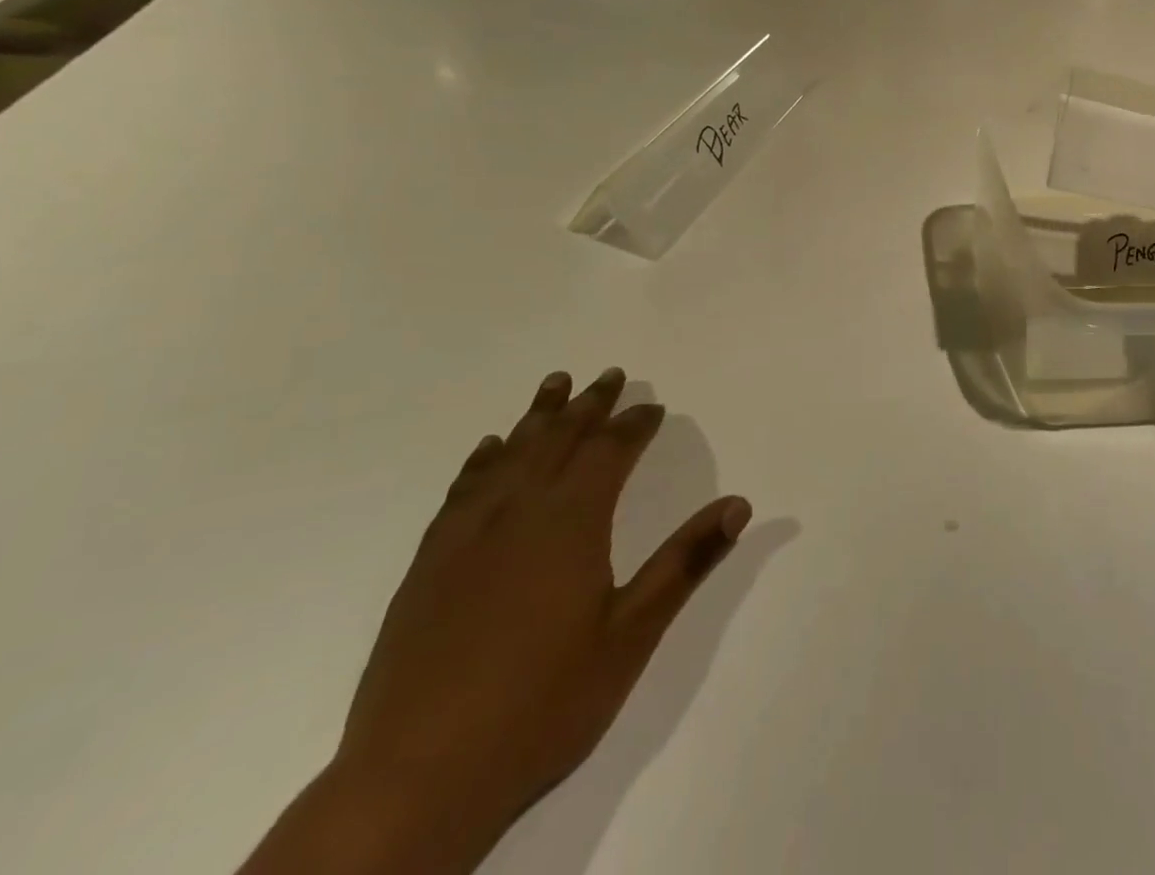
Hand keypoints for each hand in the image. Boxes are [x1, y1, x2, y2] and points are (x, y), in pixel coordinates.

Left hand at [329, 369, 748, 867]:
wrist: (416, 779)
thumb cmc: (542, 704)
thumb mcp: (631, 636)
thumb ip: (685, 562)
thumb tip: (738, 504)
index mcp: (571, 521)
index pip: (610, 450)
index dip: (634, 423)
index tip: (652, 406)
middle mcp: (518, 511)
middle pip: (560, 438)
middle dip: (589, 404)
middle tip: (610, 375)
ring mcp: (467, 535)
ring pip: (511, 453)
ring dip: (538, 415)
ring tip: (556, 383)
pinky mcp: (429, 564)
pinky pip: (463, 488)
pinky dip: (483, 458)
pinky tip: (491, 448)